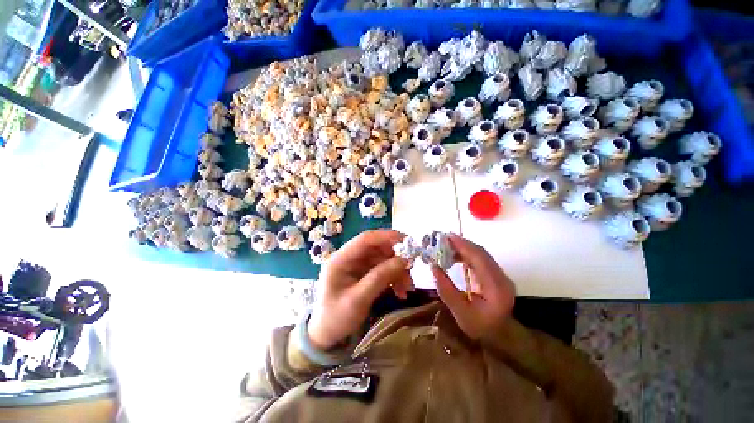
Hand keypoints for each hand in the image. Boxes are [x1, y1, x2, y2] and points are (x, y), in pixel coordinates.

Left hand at [308, 230, 413, 350]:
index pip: (366, 239)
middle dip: (396, 257)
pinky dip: (394, 278)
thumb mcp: (358, 300)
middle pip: (377, 248)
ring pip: (383, 259)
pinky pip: (383, 269)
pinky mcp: (363, 273)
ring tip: (408, 287)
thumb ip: (380, 278)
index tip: (408, 241)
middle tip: (412, 268)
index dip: (387, 237)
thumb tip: (404, 260)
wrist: (326, 335)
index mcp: (341, 259)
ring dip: (397, 270)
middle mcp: (349, 258)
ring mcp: (357, 265)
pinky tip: (401, 292)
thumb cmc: (336, 318)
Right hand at [431, 233, 514, 340]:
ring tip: (446, 246)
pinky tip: (454, 256)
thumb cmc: (480, 328)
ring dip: (464, 248)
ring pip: (481, 254)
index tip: (448, 237)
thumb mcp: (460, 313)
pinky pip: (480, 259)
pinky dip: (466, 254)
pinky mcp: (495, 275)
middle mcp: (502, 278)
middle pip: (481, 253)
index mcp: (496, 288)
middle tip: (443, 239)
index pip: (480, 259)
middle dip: (462, 244)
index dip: (464, 246)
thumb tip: (433, 267)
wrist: (500, 336)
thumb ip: (446, 290)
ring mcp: (500, 275)